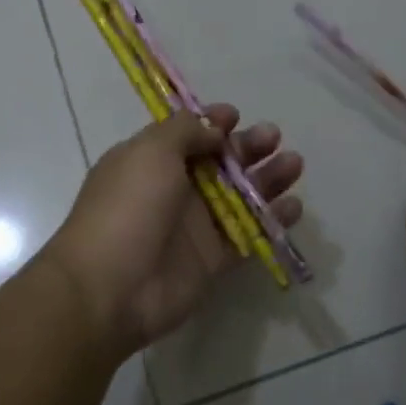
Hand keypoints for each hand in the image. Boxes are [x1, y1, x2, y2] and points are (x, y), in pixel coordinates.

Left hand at [39, 106, 304, 364]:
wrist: (110, 288)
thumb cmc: (128, 208)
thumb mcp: (150, 152)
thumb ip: (184, 132)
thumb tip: (213, 129)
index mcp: (150, 161)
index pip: (186, 135)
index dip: (211, 123)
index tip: (236, 116)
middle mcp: (173, 190)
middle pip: (219, 163)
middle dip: (247, 147)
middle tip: (274, 137)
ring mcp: (194, 227)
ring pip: (239, 197)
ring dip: (267, 179)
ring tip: (294, 164)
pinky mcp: (212, 260)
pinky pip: (248, 235)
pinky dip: (272, 221)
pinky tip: (294, 206)